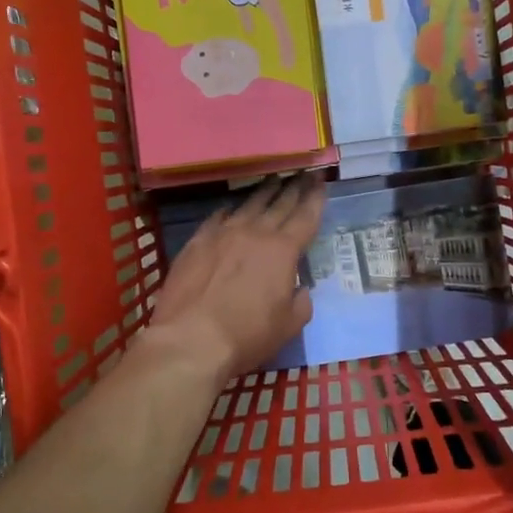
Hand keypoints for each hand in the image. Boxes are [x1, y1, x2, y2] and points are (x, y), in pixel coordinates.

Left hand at [147, 177, 325, 382]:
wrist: (190, 338)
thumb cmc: (247, 335)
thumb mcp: (288, 326)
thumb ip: (301, 303)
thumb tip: (300, 289)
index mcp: (283, 251)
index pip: (306, 218)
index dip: (316, 199)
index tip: (321, 182)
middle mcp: (255, 233)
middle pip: (279, 205)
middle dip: (294, 188)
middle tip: (302, 174)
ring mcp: (223, 234)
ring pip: (248, 205)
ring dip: (264, 192)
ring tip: (273, 181)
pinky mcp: (196, 242)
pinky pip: (216, 218)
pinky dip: (228, 211)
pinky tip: (229, 209)